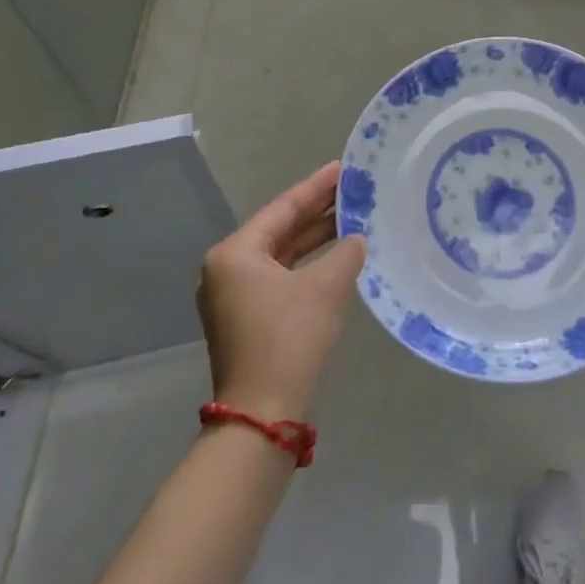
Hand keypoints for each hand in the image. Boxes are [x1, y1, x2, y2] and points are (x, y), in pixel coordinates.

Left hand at [197, 162, 365, 422]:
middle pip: (279, 230)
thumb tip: (357, 239)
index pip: (283, 209)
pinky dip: (307, 266)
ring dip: (315, 240)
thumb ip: (345, 254)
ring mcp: (233, 297)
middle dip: (317, 212)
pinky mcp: (246, 319)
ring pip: (281, 255)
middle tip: (353, 190)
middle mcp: (227, 269)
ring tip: (352, 218)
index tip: (343, 168)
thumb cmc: (289, 339)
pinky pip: (280, 278)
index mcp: (235, 253)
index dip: (316, 187)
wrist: (263, 415)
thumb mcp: (324, 288)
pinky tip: (336, 257)